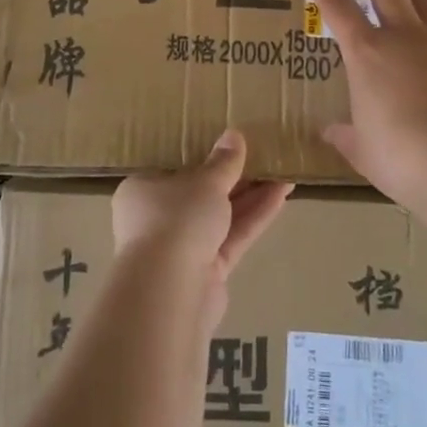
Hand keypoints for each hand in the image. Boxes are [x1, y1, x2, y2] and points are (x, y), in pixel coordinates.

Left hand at [112, 130, 292, 328]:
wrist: (171, 291)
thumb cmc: (175, 218)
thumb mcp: (204, 181)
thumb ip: (223, 161)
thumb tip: (234, 135)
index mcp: (142, 189)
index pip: (172, 168)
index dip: (201, 155)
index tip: (227, 144)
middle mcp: (157, 218)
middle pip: (199, 192)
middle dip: (233, 176)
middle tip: (263, 155)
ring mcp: (181, 247)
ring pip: (220, 216)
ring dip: (250, 195)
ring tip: (283, 171)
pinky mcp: (206, 272)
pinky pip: (231, 237)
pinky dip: (253, 217)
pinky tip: (281, 195)